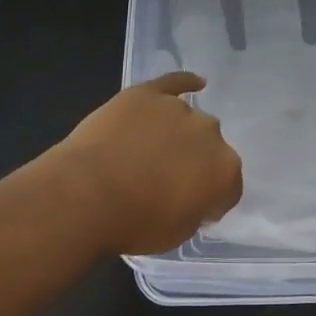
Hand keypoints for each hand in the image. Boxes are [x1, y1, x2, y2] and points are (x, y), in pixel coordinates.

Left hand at [56, 71, 243, 255]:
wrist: (86, 195)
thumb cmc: (134, 223)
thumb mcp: (178, 233)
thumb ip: (196, 209)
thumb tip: (193, 196)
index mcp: (224, 170)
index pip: (229, 186)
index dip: (210, 200)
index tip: (190, 208)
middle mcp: (210, 133)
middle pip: (209, 147)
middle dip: (195, 162)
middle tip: (166, 181)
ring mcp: (178, 108)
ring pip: (187, 120)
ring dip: (176, 134)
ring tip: (148, 152)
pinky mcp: (148, 93)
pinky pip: (174, 82)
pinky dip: (185, 82)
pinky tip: (195, 83)